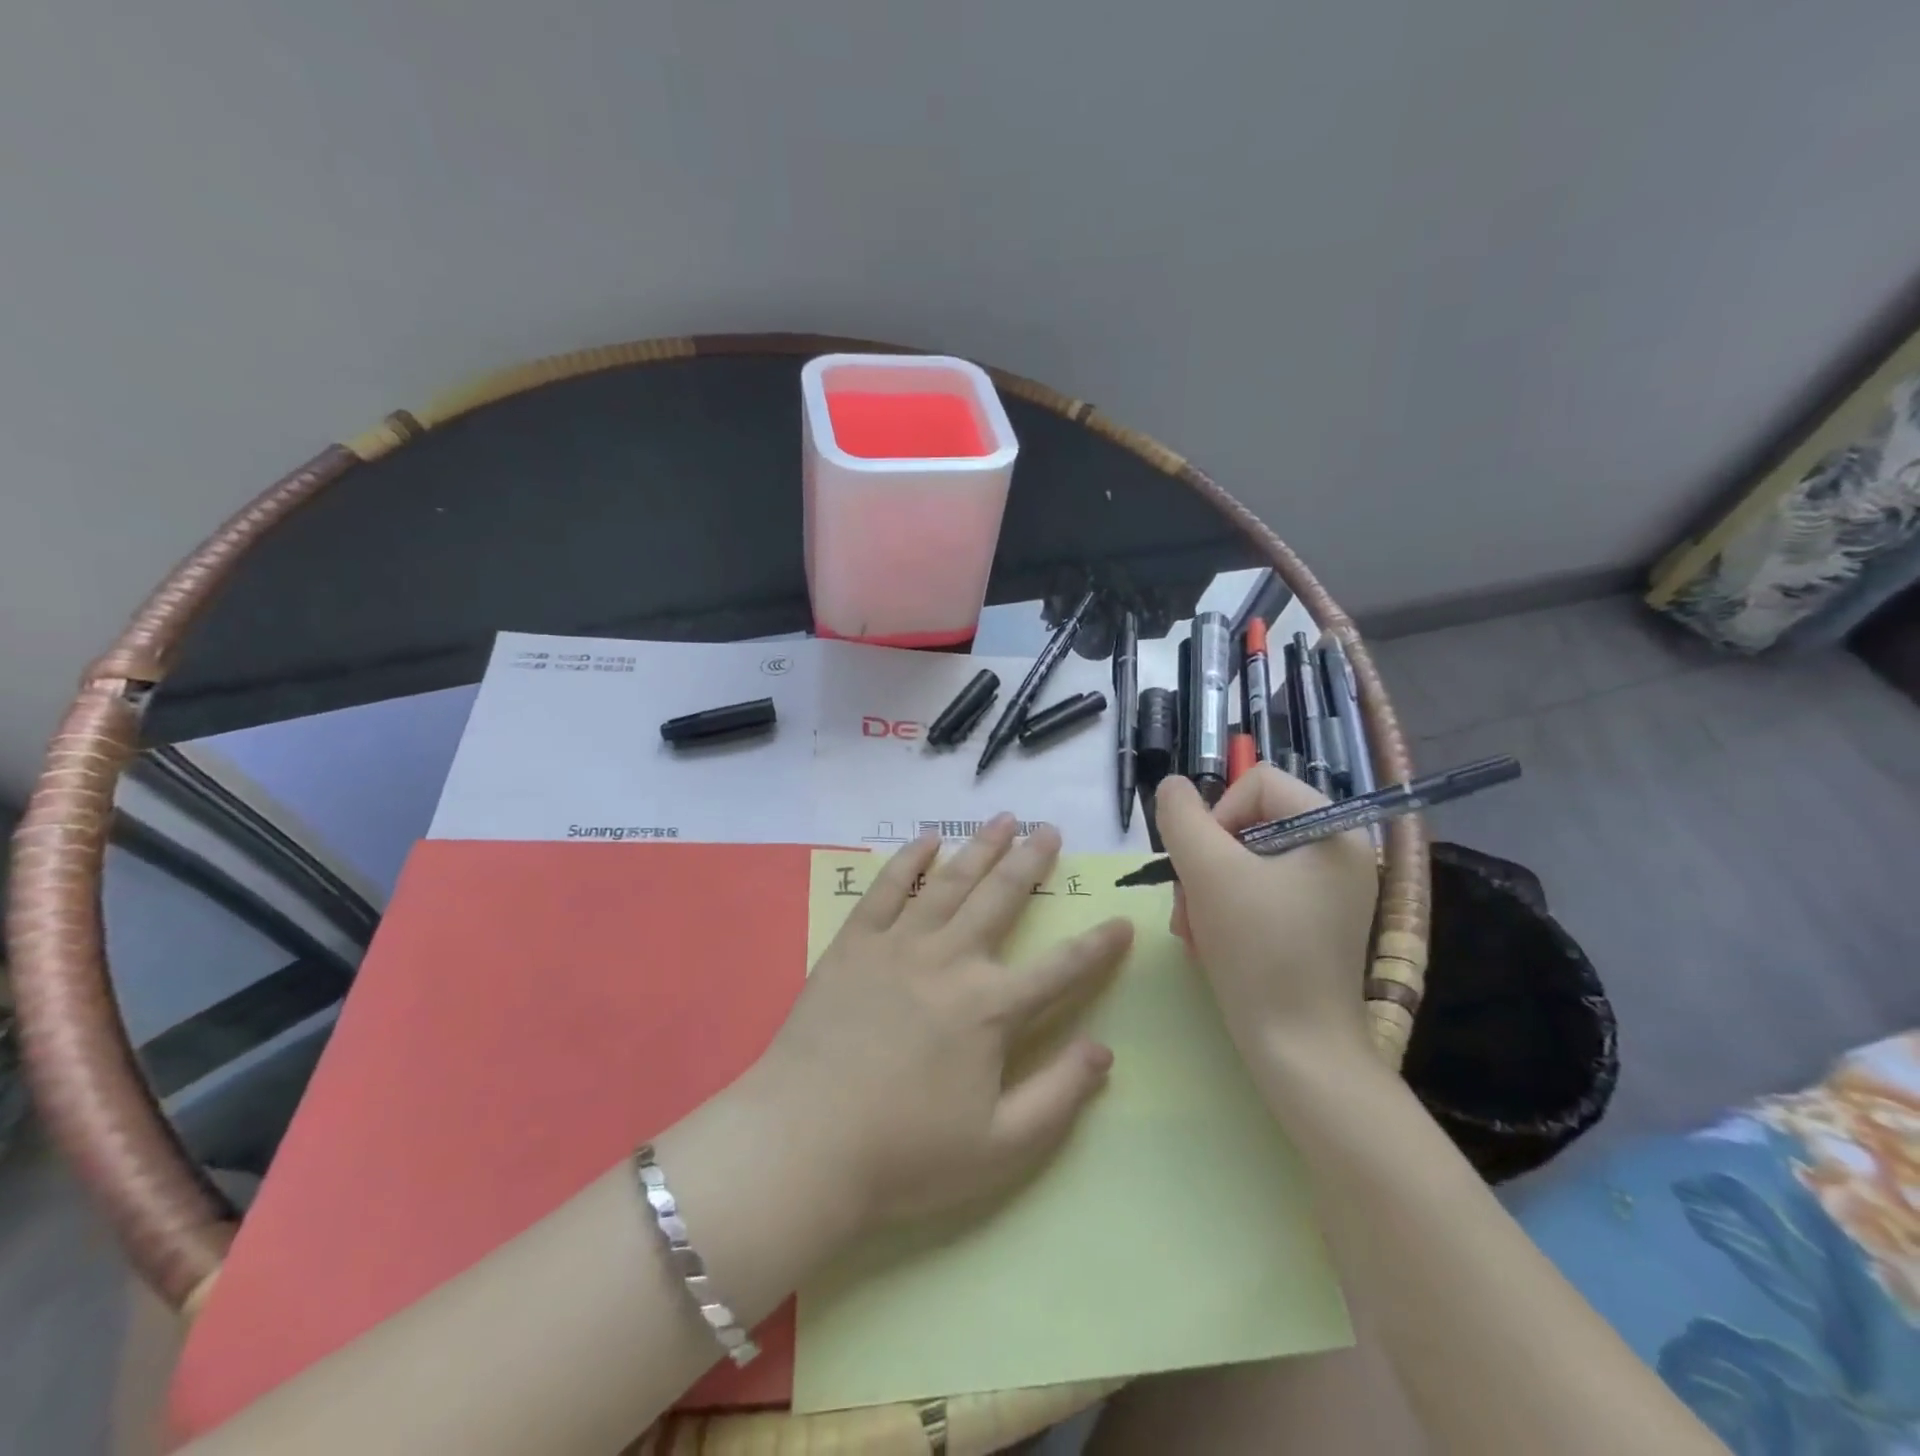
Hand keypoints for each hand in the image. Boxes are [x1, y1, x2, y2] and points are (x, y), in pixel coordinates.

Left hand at [753, 814, 1133, 1231]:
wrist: (804, 1143)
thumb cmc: (906, 1154)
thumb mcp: (1000, 1147)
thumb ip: (1059, 1096)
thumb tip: (1105, 1050)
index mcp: (991, 1008)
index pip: (1061, 969)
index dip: (1098, 946)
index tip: (1123, 922)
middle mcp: (951, 960)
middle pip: (1001, 899)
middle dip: (1031, 862)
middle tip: (1050, 830)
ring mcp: (899, 945)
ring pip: (950, 881)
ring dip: (981, 847)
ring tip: (1004, 818)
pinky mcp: (854, 944)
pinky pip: (887, 889)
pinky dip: (908, 860)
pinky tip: (926, 840)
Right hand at [1155, 769, 1377, 1067]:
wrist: (1299, 1050)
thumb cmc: (1258, 951)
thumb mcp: (1208, 872)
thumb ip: (1182, 817)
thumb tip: (1172, 786)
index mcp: (1332, 829)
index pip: (1256, 782)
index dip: (1216, 815)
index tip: (1202, 865)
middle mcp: (1340, 851)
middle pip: (1248, 822)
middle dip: (1205, 862)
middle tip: (1188, 905)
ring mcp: (1330, 890)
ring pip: (1245, 859)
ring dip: (1206, 889)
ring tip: (1194, 930)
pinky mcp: (1315, 922)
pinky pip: (1258, 891)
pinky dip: (1226, 909)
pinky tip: (1211, 941)